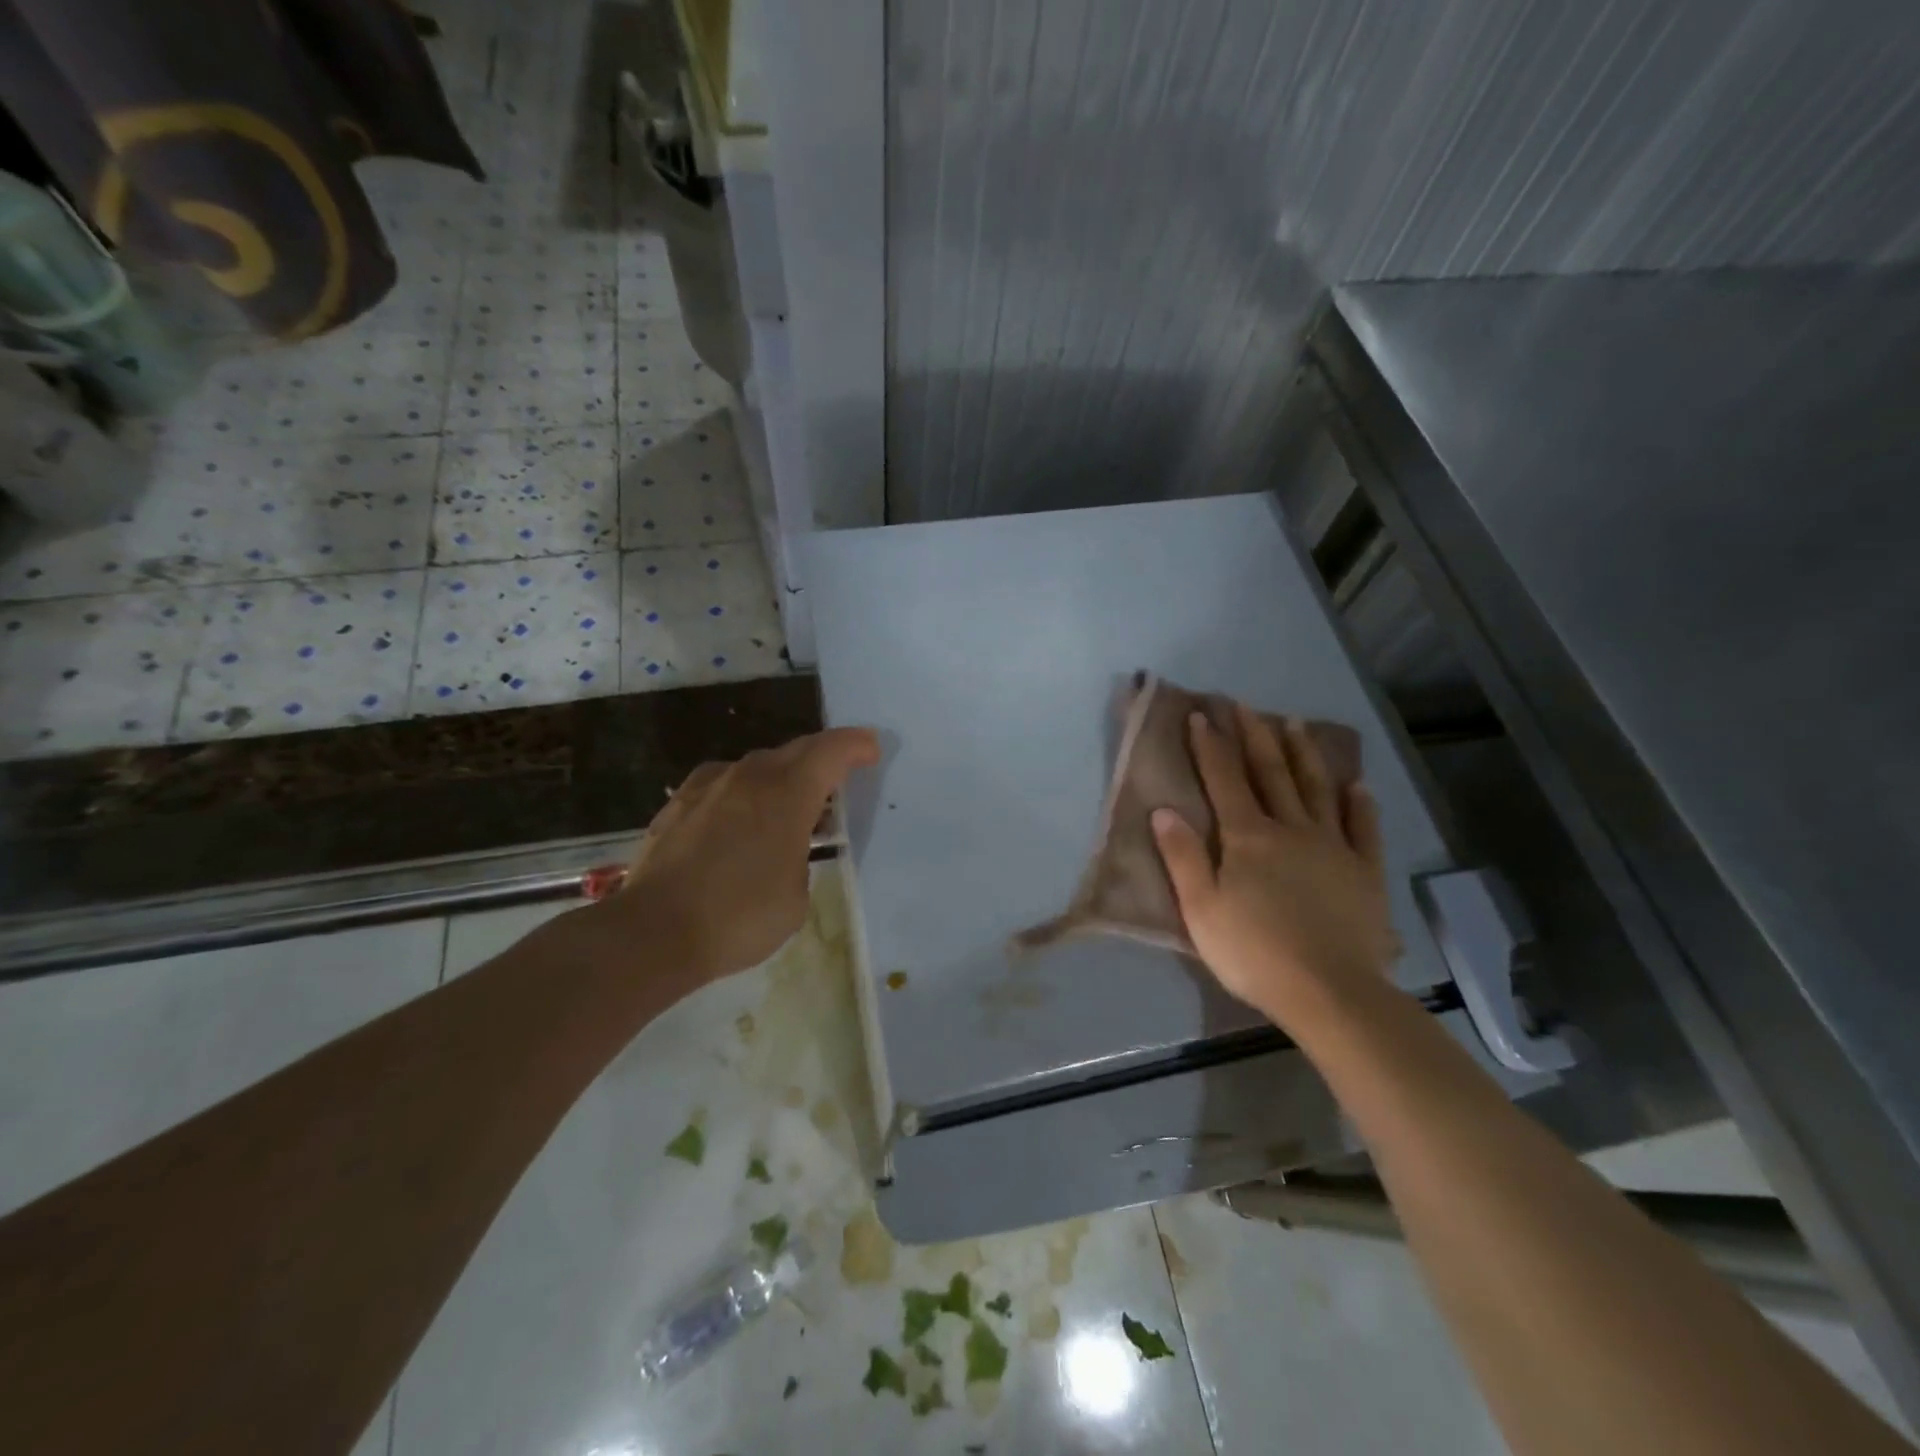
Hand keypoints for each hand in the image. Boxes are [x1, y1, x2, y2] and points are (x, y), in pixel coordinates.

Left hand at [596, 727, 879, 982]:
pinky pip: (723, 784)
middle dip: (822, 757)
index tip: (871, 750)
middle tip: (838, 776)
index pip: (831, 751)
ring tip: (788, 805)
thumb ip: (799, 857)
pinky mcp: (678, 804)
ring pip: (756, 766)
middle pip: (795, 750)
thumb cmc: (738, 917)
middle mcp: (749, 777)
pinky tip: (738, 818)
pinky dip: (743, 792)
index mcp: (787, 794)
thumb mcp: (796, 897)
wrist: (652, 932)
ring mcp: (708, 786)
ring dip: (781, 777)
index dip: (856, 746)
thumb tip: (784, 850)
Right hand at [1151, 705, 1398, 1025]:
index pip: (1224, 780)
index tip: (1202, 714)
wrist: (1330, 992)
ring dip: (1303, 754)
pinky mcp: (1364, 871)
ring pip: (1316, 789)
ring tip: (1295, 724)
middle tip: (1246, 705)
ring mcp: (1333, 847)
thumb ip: (1183, 857)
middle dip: (1255, 737)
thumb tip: (1164, 810)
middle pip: (1270, 773)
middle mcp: (1290, 829)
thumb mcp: (1201, 909)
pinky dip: (1360, 804)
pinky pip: (1363, 829)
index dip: (1211, 745)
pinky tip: (1357, 786)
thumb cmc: (1254, 953)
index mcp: (1247, 838)